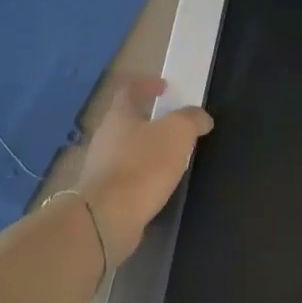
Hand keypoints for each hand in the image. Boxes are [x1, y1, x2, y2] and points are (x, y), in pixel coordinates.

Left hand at [76, 75, 212, 264]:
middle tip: (173, 126)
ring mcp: (100, 166)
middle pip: (126, 120)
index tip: (165, 88)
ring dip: (146, 149)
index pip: (129, 90)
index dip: (147, 85)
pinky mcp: (103, 193)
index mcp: (119, 115)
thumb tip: (201, 117)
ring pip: (125, 149)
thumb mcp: (177, 133)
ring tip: (170, 158)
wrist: (107, 217)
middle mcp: (105, 137)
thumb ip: (191, 119)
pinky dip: (141, 175)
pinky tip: (156, 185)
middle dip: (148, 120)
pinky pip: (126, 175)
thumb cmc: (143, 166)